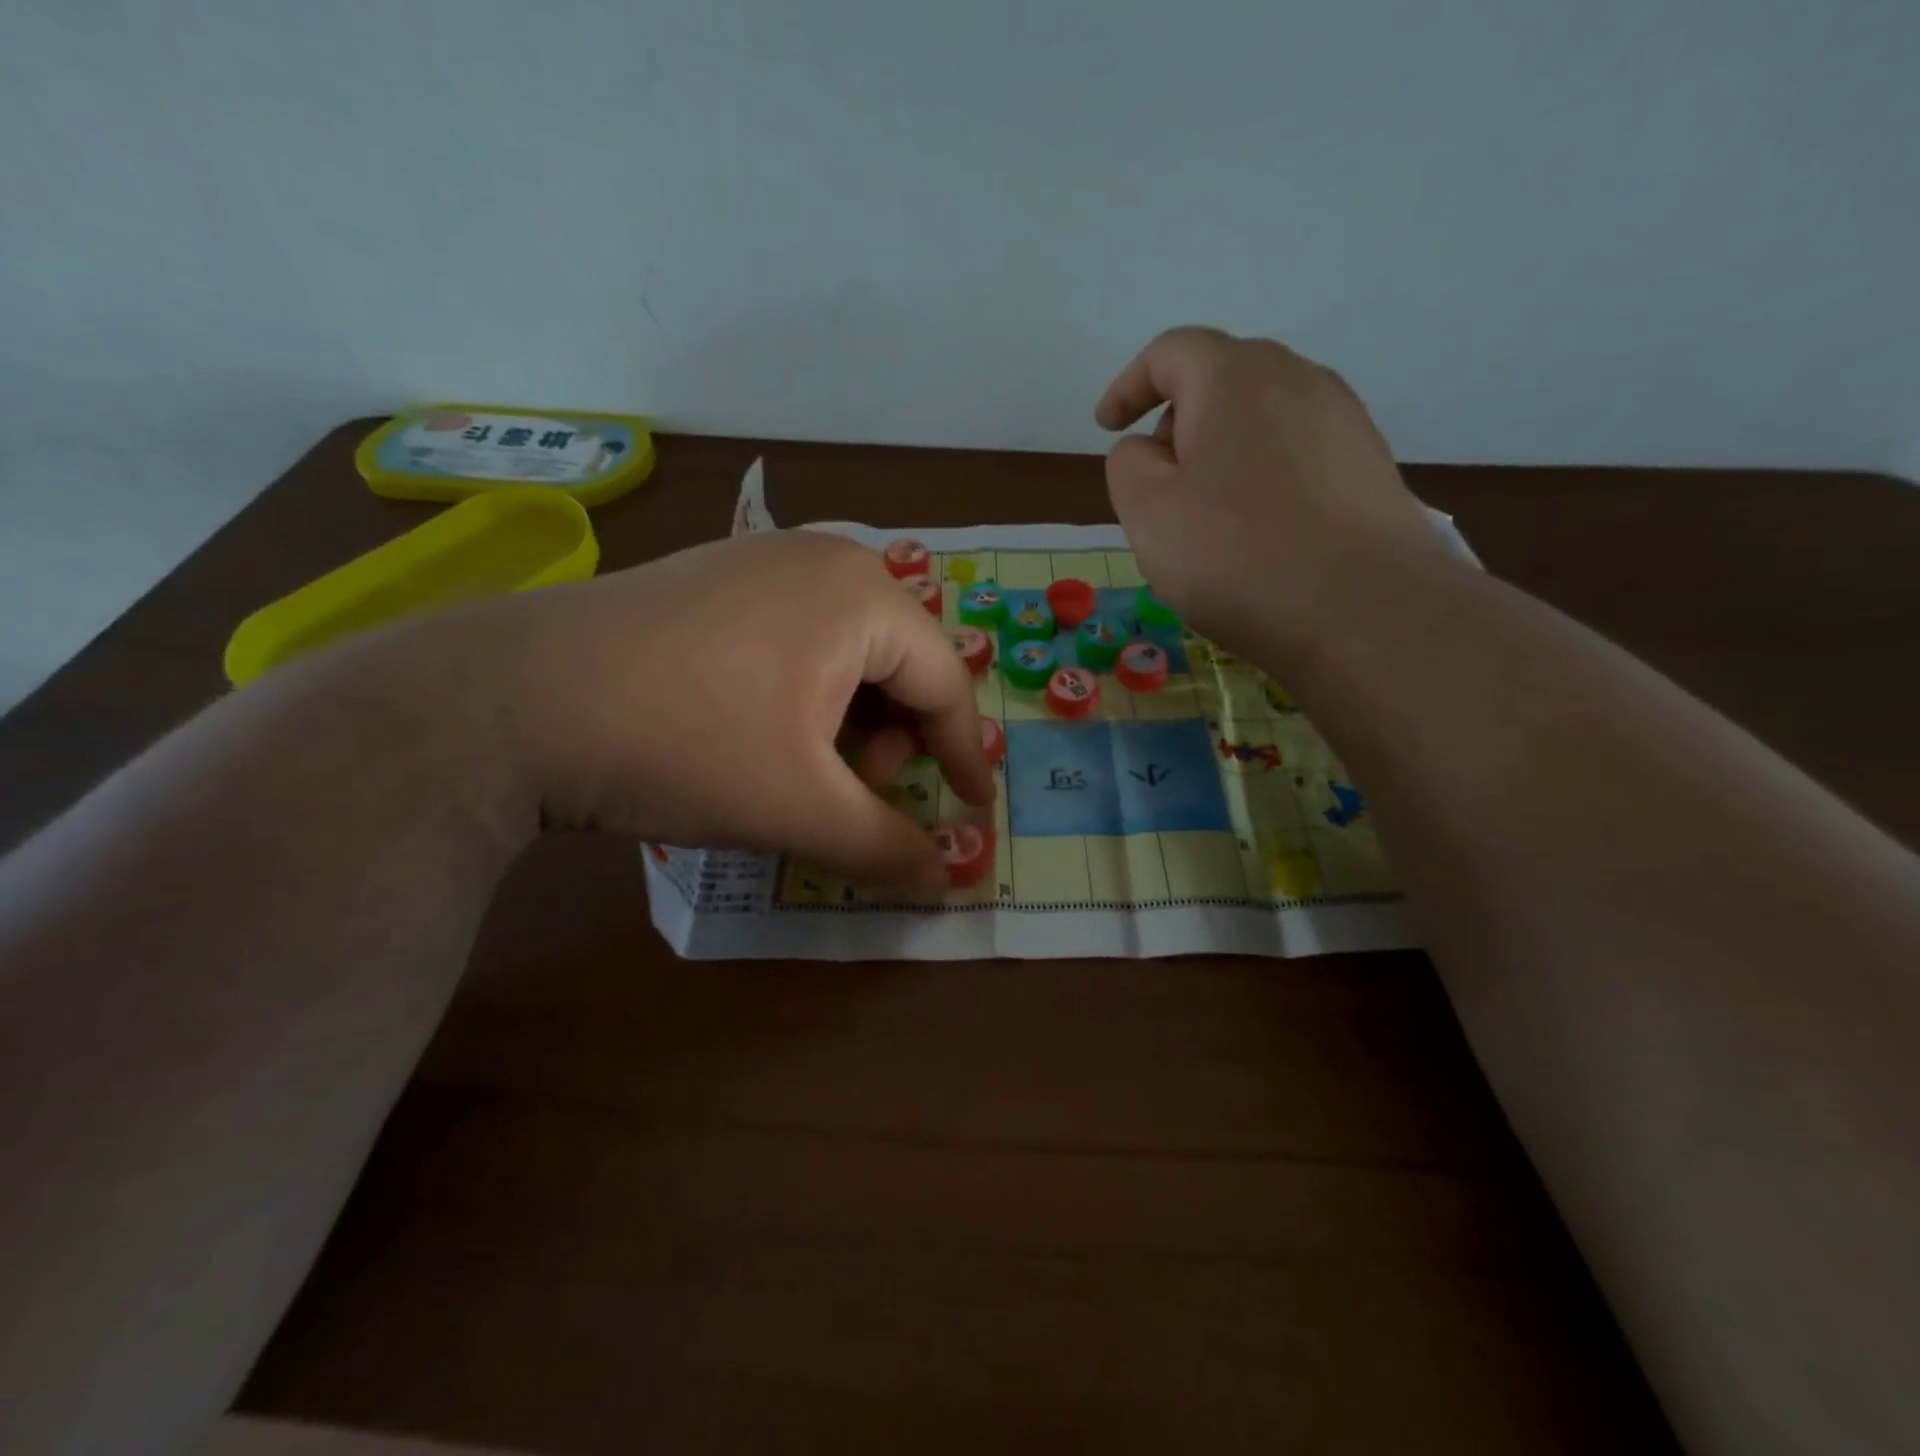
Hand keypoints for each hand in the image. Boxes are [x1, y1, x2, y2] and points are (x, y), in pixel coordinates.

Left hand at [395, 531, 993, 891]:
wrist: (508, 701)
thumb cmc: (683, 745)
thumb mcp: (800, 808)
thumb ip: (887, 848)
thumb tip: (950, 882)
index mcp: (862, 595)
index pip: (945, 681)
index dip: (965, 754)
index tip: (975, 810)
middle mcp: (823, 559)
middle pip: (900, 660)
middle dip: (899, 736)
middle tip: (865, 788)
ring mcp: (762, 560)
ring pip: (848, 650)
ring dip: (853, 717)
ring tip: (811, 766)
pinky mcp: (715, 578)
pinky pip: (797, 635)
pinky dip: (807, 692)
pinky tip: (764, 729)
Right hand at [1095, 326, 1451, 658]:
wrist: (1363, 610)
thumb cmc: (1236, 555)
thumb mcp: (1147, 512)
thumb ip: (1127, 465)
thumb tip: (1149, 449)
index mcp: (1234, 376)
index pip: (1170, 352)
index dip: (1129, 386)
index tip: (1106, 427)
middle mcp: (1297, 378)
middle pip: (1221, 379)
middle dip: (1177, 421)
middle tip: (1156, 482)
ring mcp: (1343, 421)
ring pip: (1261, 419)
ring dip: (1221, 452)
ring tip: (1206, 515)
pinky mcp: (1369, 466)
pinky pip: (1296, 453)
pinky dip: (1261, 477)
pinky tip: (1257, 532)